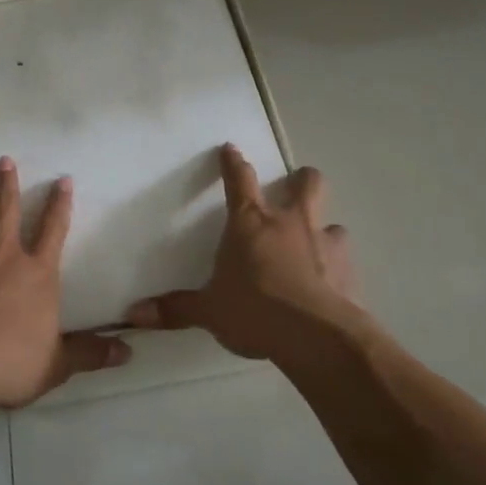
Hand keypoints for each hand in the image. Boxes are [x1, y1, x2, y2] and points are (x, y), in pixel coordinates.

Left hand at [0, 157, 130, 407]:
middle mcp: (2, 253)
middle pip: (7, 210)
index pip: (53, 230)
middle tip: (5, 160)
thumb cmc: (6, 364)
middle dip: (8, 184)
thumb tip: (128, 352)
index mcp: (36, 273)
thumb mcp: (56, 364)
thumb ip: (90, 353)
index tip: (62, 180)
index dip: (60, 204)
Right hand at [124, 144, 359, 364]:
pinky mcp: (350, 271)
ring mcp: (326, 244)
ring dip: (323, 231)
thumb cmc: (254, 311)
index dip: (233, 163)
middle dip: (302, 181)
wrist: (316, 336)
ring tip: (315, 248)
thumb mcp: (209, 311)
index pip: (239, 181)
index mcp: (251, 224)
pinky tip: (330, 288)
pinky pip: (345, 262)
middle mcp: (292, 223)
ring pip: (333, 222)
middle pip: (306, 184)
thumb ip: (176, 309)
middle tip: (295, 188)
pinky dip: (337, 269)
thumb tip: (135, 314)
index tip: (231, 149)